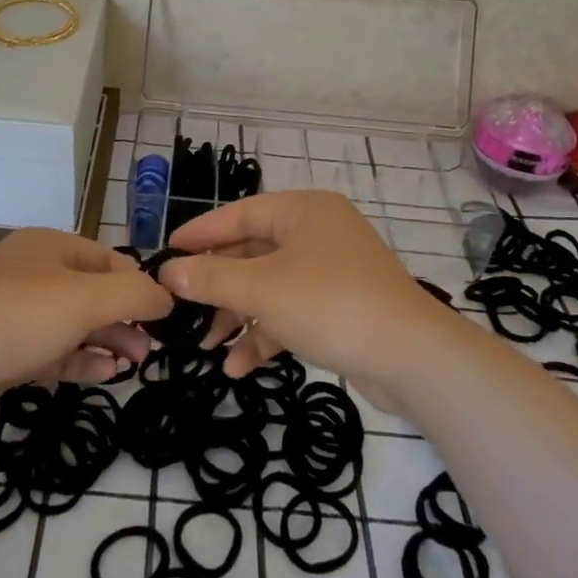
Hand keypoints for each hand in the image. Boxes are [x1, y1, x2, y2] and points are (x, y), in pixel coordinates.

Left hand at [0, 228, 172, 426]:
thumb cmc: (17, 317)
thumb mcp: (86, 299)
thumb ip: (135, 296)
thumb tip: (167, 298)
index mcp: (51, 247)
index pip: (109, 261)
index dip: (139, 287)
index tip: (165, 319)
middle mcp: (33, 272)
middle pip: (92, 293)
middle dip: (125, 320)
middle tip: (151, 351)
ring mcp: (14, 312)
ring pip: (73, 324)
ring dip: (106, 341)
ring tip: (134, 365)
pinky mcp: (2, 349)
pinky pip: (51, 350)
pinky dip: (79, 360)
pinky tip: (104, 374)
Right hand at [162, 191, 460, 394]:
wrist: (412, 358)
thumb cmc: (330, 305)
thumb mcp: (262, 289)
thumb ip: (212, 278)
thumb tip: (169, 272)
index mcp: (302, 211)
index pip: (237, 214)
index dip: (199, 234)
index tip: (165, 255)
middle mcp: (317, 233)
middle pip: (251, 253)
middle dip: (217, 286)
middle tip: (181, 309)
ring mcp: (330, 271)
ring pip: (268, 286)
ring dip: (237, 316)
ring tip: (205, 347)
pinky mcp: (339, 307)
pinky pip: (289, 312)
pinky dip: (265, 334)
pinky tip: (238, 366)